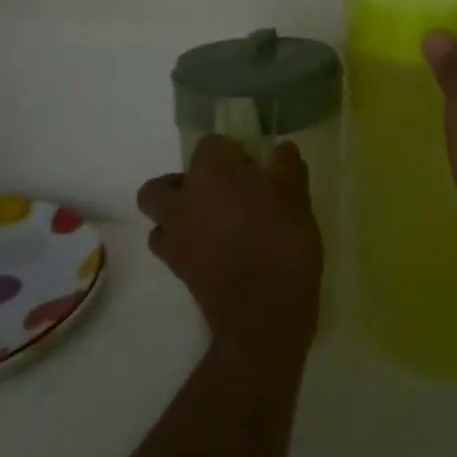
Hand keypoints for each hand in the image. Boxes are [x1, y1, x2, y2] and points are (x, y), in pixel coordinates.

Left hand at [137, 135, 322, 360]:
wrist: (264, 313)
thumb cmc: (281, 241)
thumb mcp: (297, 195)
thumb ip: (287, 165)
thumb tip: (281, 149)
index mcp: (211, 172)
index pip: (210, 144)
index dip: (231, 152)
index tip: (253, 167)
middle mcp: (183, 200)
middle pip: (162, 185)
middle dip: (183, 184)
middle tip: (218, 193)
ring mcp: (175, 238)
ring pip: (159, 220)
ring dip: (178, 217)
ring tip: (212, 224)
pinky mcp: (178, 272)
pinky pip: (172, 250)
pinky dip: (186, 247)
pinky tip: (215, 252)